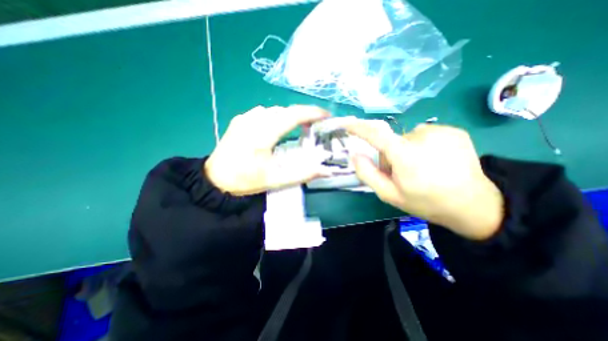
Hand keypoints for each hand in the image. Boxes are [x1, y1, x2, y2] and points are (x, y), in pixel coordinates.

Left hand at [205, 107, 331, 195]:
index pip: (292, 116)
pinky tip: (279, 126)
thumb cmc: (245, 180)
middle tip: (317, 123)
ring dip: (290, 115)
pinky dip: (277, 116)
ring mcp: (245, 118)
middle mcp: (254, 120)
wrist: (215, 180)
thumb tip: (325, 170)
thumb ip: (302, 174)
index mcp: (263, 134)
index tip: (326, 115)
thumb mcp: (275, 180)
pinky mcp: (239, 120)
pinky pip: (263, 112)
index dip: (312, 113)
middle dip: (304, 113)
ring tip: (301, 125)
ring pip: (275, 110)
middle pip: (285, 110)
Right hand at [342, 120, 503, 239]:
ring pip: (407, 138)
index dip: (360, 128)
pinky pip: (424, 135)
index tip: (347, 124)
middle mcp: (423, 137)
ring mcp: (441, 131)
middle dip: (389, 155)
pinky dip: (422, 145)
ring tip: (420, 168)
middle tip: (401, 173)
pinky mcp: (453, 130)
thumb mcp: (389, 194)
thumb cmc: (425, 201)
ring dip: (406, 150)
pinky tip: (434, 160)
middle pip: (392, 141)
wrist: (473, 204)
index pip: (377, 135)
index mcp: (406, 156)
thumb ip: (368, 173)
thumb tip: (355, 154)